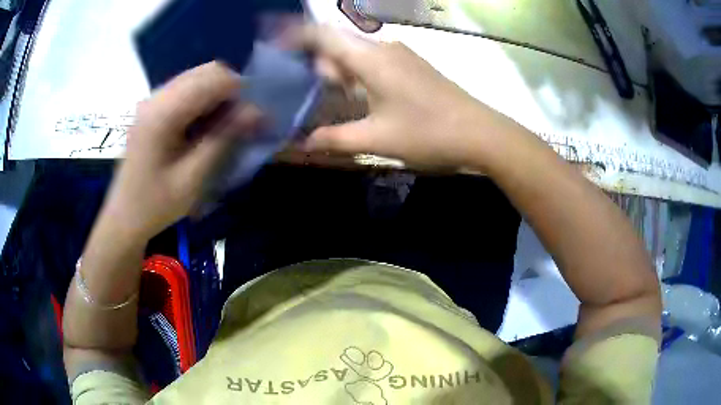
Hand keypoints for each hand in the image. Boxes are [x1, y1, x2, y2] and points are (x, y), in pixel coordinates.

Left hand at [103, 62, 261, 239]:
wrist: (124, 218)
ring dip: (217, 95)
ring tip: (221, 127)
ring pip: (197, 77)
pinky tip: (202, 126)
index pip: (213, 78)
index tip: (250, 120)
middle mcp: (157, 96)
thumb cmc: (155, 204)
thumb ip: (223, 139)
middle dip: (229, 92)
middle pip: (206, 71)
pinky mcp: (152, 107)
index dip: (239, 92)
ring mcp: (153, 99)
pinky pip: (186, 89)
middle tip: (236, 124)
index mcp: (163, 113)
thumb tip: (257, 111)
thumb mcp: (192, 178)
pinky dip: (202, 100)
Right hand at [301, 26, 508, 168]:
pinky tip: (359, 101)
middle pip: (338, 47)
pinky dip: (358, 78)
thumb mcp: (377, 139)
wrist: (481, 134)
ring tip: (331, 104)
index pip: (323, 35)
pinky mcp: (412, 67)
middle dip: (318, 69)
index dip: (294, 36)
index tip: (273, 45)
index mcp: (370, 59)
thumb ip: (335, 139)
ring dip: (339, 76)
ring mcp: (401, 56)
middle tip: (306, 98)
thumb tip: (304, 143)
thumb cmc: (428, 133)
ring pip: (357, 56)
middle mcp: (384, 48)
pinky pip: (374, 63)